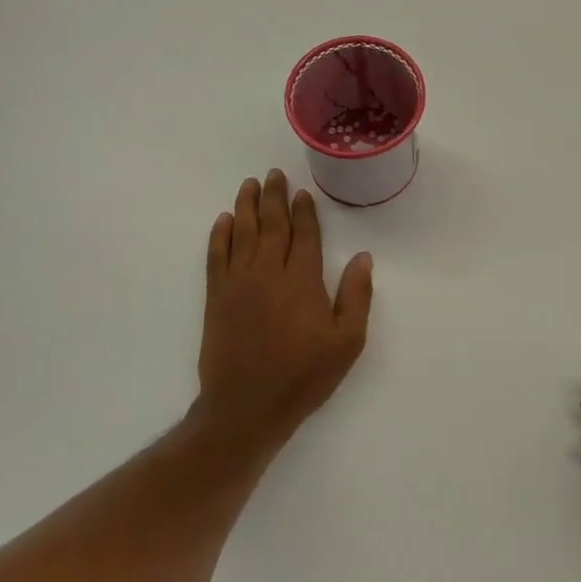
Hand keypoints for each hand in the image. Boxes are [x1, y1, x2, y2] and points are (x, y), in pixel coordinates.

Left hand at [196, 169, 373, 448]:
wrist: (246, 407)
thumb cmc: (303, 375)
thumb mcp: (347, 342)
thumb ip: (356, 297)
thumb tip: (363, 258)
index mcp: (302, 280)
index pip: (304, 235)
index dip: (304, 211)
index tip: (303, 192)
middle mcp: (268, 272)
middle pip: (272, 225)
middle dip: (274, 197)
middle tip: (273, 174)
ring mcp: (238, 283)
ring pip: (242, 233)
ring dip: (246, 207)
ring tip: (249, 185)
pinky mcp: (217, 298)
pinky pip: (217, 256)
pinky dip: (220, 235)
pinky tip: (223, 221)